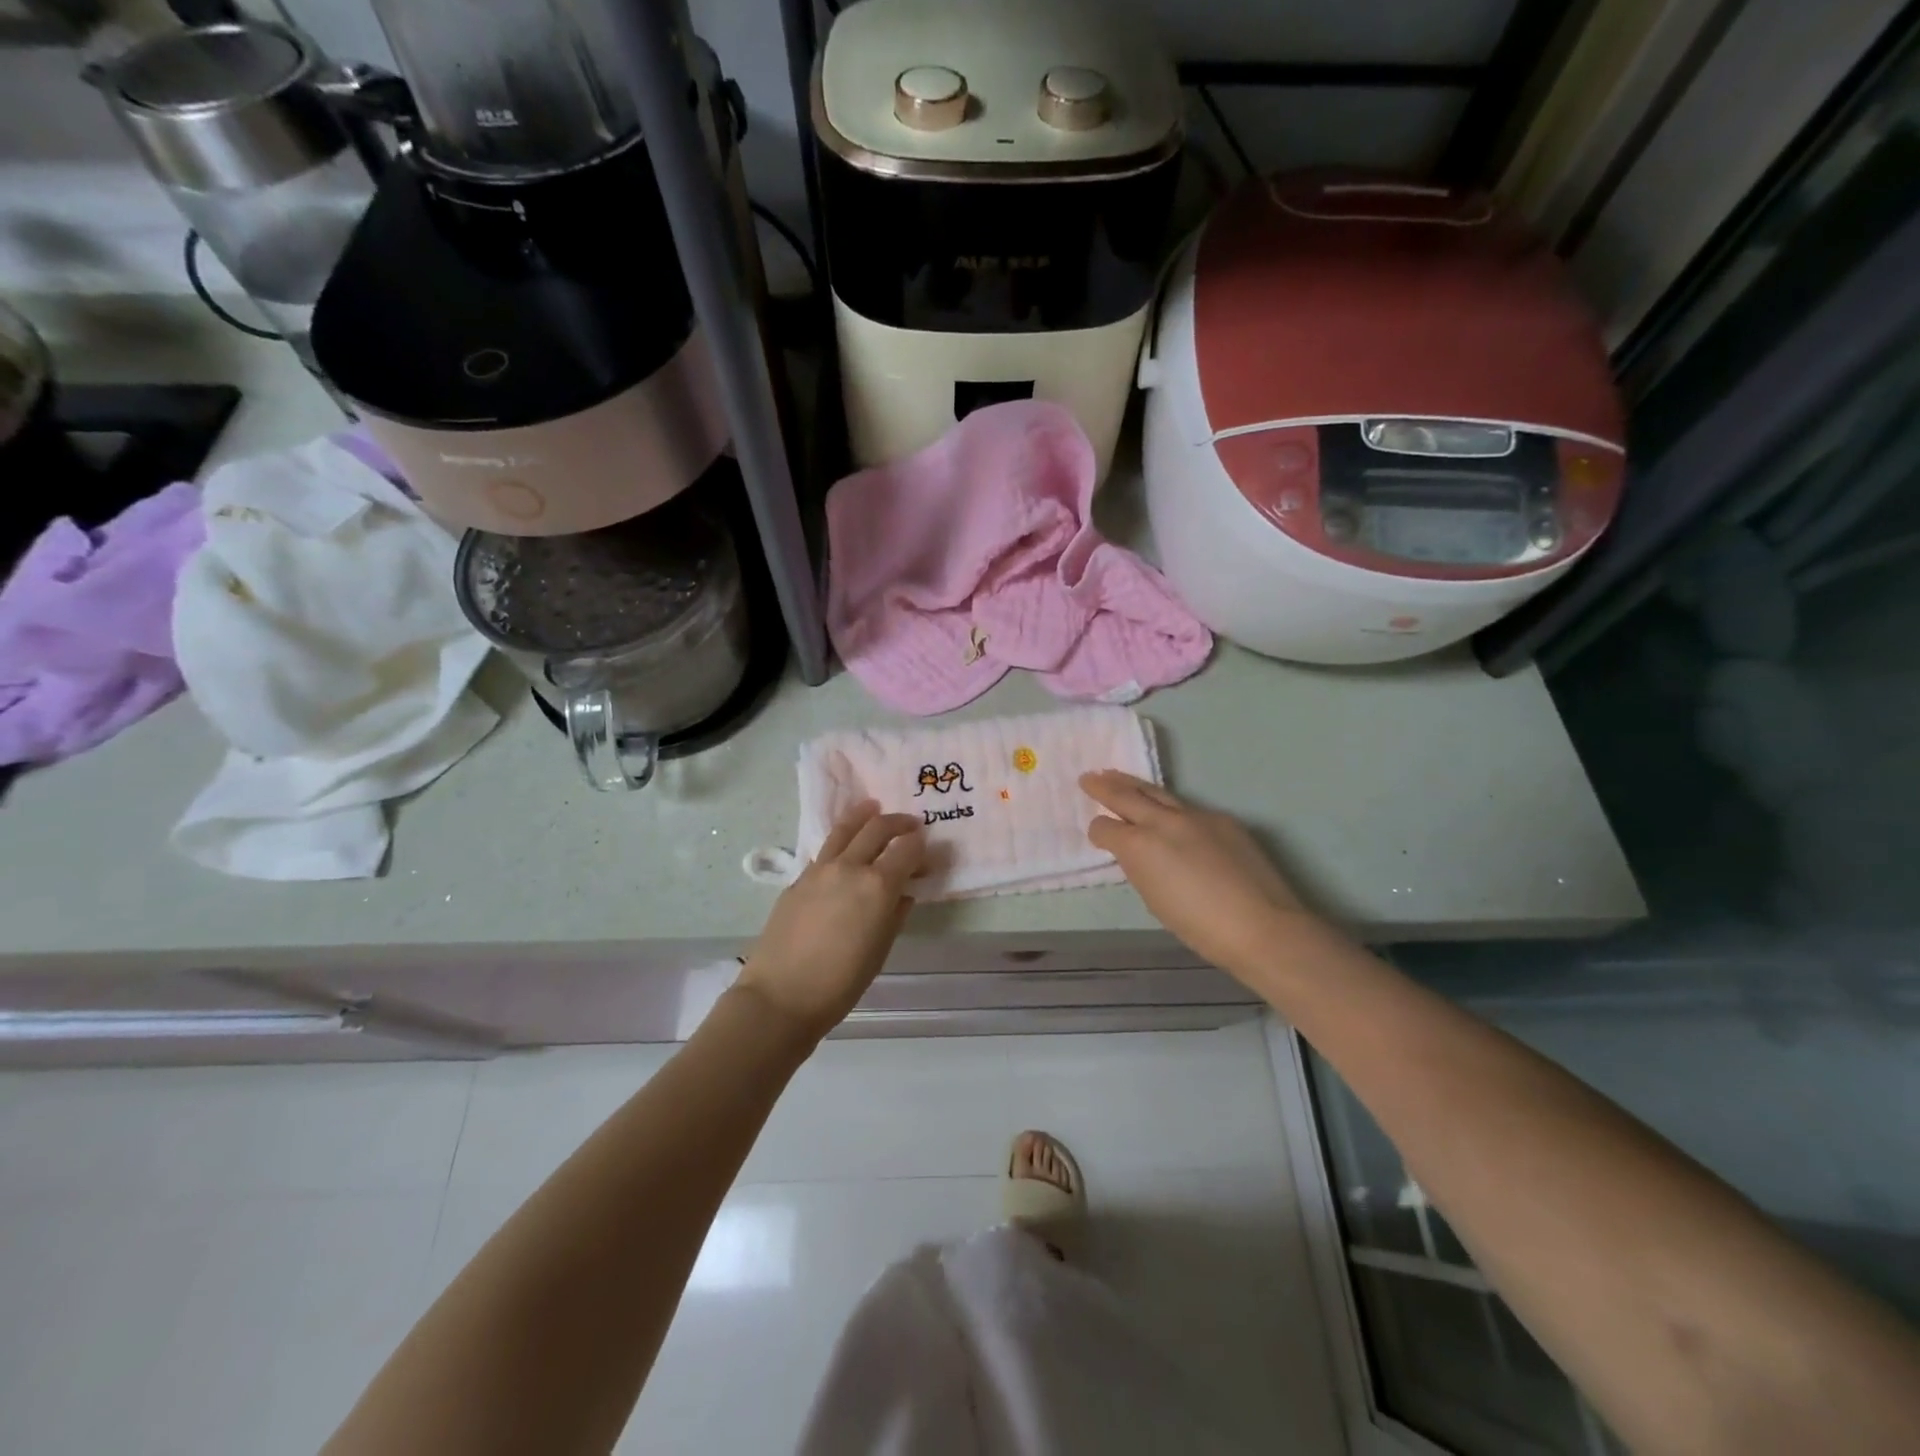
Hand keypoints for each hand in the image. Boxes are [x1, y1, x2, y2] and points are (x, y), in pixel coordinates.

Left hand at [737, 801, 924, 1041]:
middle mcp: (849, 867)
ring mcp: (819, 869)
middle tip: (911, 825)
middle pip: (877, 827)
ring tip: (874, 809)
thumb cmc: (841, 983)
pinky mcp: (798, 879)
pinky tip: (845, 850)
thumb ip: (895, 914)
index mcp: (877, 885)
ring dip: (865, 816)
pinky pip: (825, 851)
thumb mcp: (880, 950)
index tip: (928, 850)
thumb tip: (903, 893)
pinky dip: (842, 841)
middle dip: (898, 822)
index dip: (921, 846)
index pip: (907, 849)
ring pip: (845, 828)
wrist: (781, 996)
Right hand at [1082, 771, 1313, 976]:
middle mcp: (1163, 821)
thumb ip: (1141, 869)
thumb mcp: (1155, 899)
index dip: (1098, 831)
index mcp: (1140, 846)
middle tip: (1088, 777)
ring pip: (1157, 793)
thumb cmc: (1200, 927)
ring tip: (1117, 777)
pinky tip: (1170, 815)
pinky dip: (1170, 807)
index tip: (1097, 834)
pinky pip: (1188, 807)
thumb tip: (1138, 854)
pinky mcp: (1222, 820)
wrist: (1262, 925)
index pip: (1106, 828)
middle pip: (1126, 796)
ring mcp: (1196, 815)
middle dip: (1104, 787)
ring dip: (1134, 785)